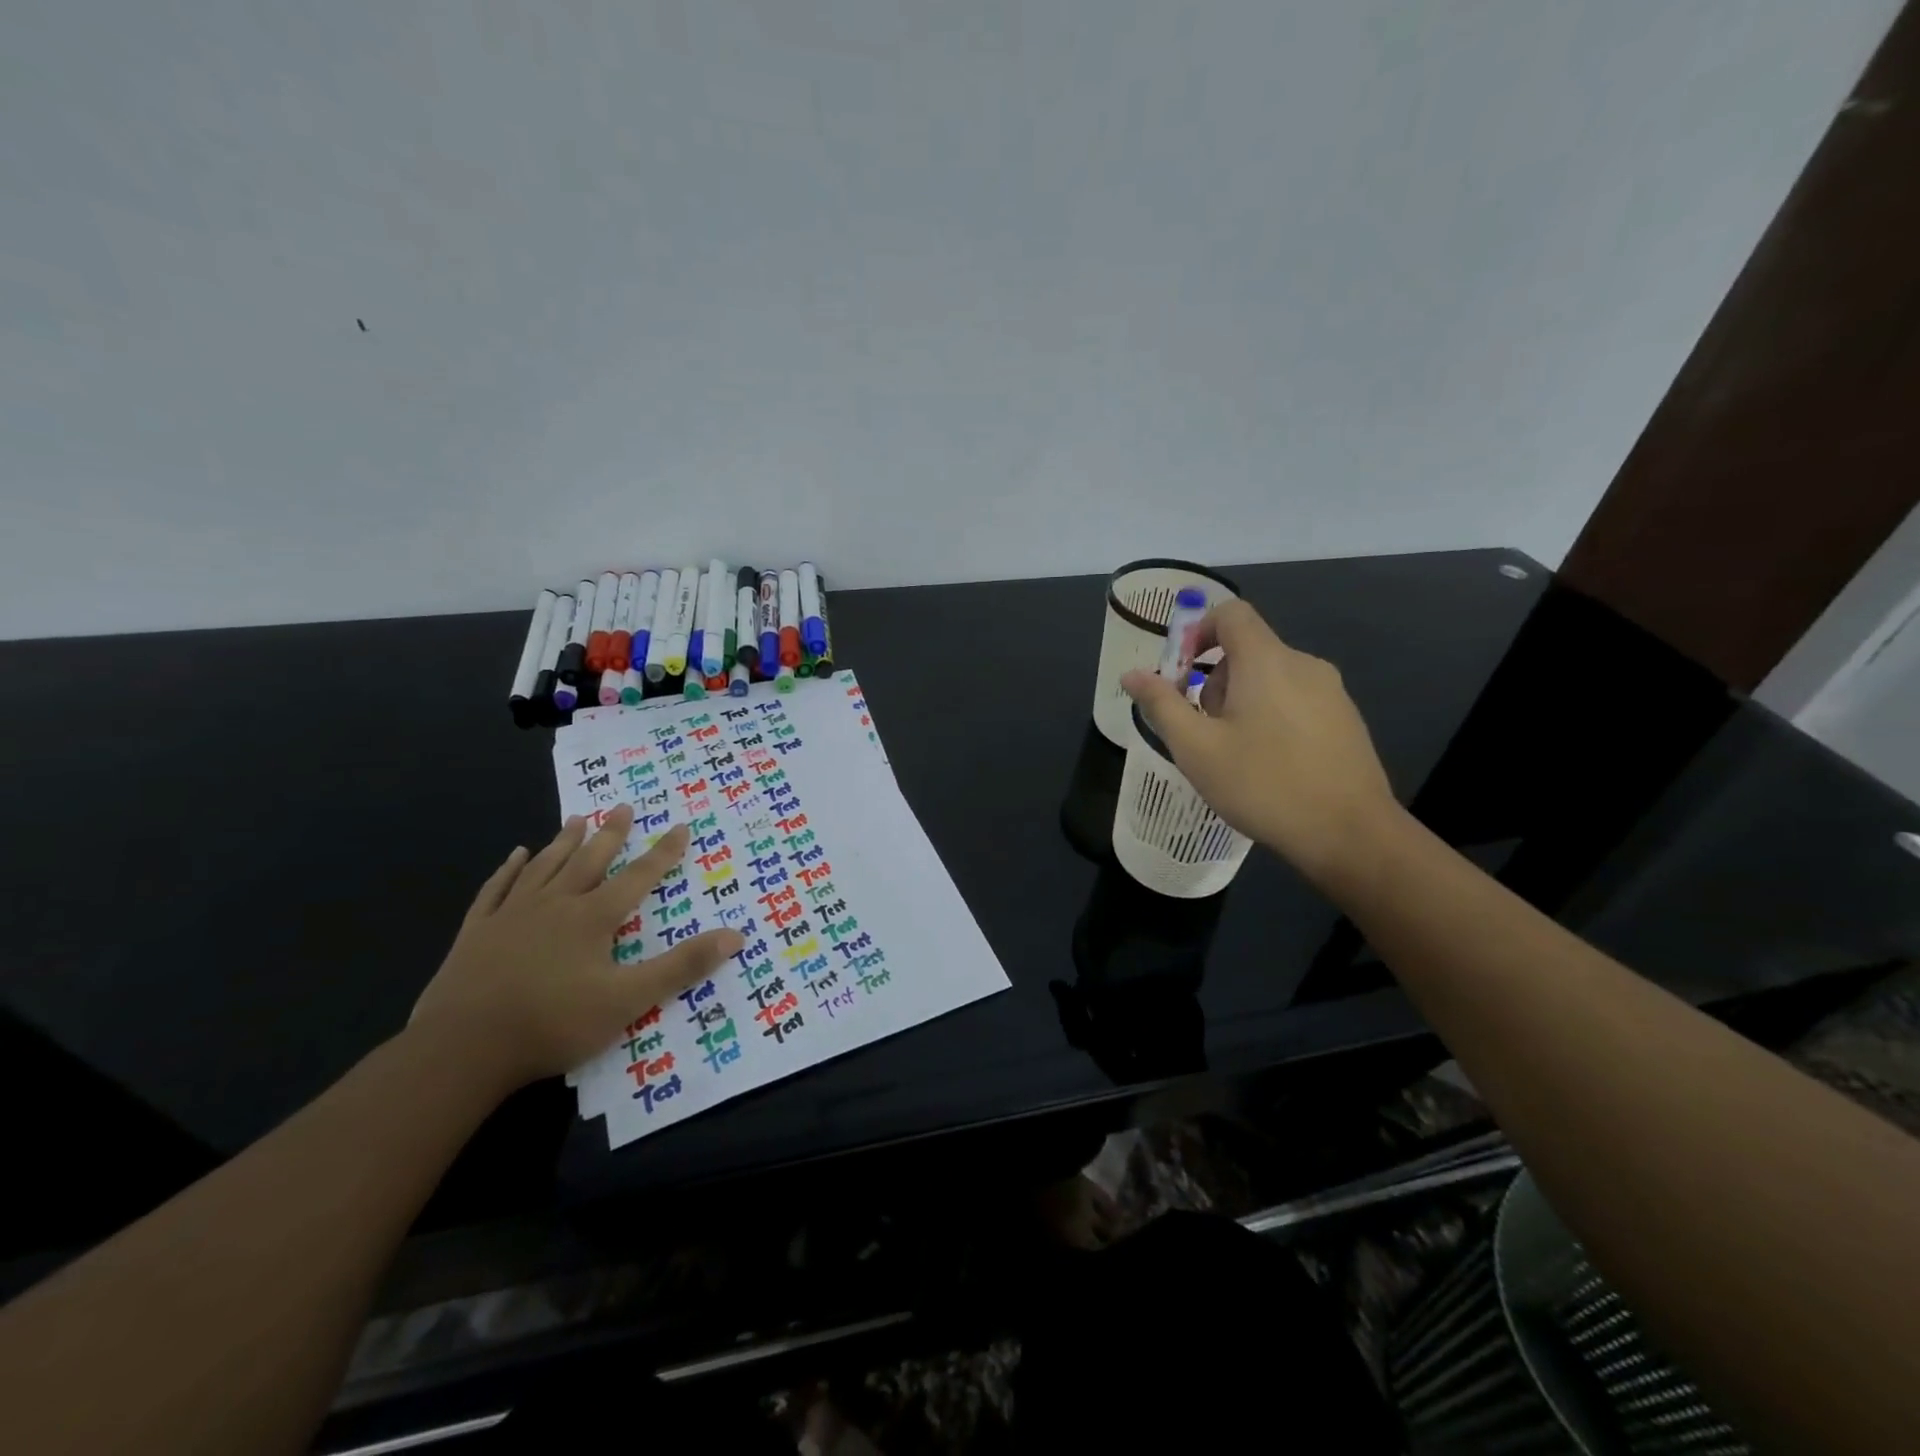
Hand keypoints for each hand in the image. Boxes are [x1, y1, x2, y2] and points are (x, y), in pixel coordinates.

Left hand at [411, 804, 743, 1089]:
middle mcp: (556, 904)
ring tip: (577, 819)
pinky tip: (515, 855)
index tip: (680, 826)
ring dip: (564, 842)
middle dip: (611, 833)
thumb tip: (736, 935)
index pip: (638, 876)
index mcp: (593, 918)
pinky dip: (509, 870)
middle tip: (623, 806)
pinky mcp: (477, 933)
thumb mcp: (629, 999)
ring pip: (545, 867)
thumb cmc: (553, 1022)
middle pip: (589, 860)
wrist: (462, 1048)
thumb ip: (681, 966)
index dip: (663, 852)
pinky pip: (497, 889)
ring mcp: (512, 915)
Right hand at [1121, 600, 1400, 888]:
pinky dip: (1272, 716)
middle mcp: (1304, 664)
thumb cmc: (1263, 785)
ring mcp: (1332, 692)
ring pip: (1272, 677)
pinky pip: (1296, 700)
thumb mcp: (1196, 748)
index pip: (1231, 613)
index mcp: (1266, 661)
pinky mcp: (1346, 719)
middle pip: (1248, 649)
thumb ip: (1161, 705)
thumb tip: (1131, 674)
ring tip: (1233, 753)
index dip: (1198, 632)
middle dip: (1215, 680)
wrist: (1350, 834)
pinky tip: (1269, 765)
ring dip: (1242, 701)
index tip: (1181, 674)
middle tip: (1202, 729)